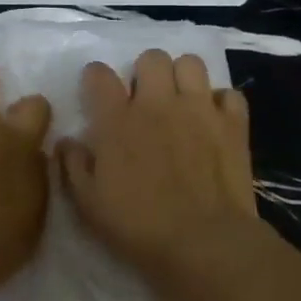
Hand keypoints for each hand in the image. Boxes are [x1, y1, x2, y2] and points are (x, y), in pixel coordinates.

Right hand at [57, 49, 259, 284]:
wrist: (204, 243)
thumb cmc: (140, 227)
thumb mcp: (89, 205)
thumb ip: (73, 167)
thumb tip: (67, 142)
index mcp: (118, 120)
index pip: (99, 74)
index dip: (96, 78)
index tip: (98, 92)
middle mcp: (158, 103)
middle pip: (151, 58)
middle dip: (145, 72)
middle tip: (145, 98)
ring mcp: (199, 109)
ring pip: (191, 63)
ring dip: (183, 77)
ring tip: (181, 101)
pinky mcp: (233, 124)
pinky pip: (229, 94)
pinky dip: (221, 103)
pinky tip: (214, 121)